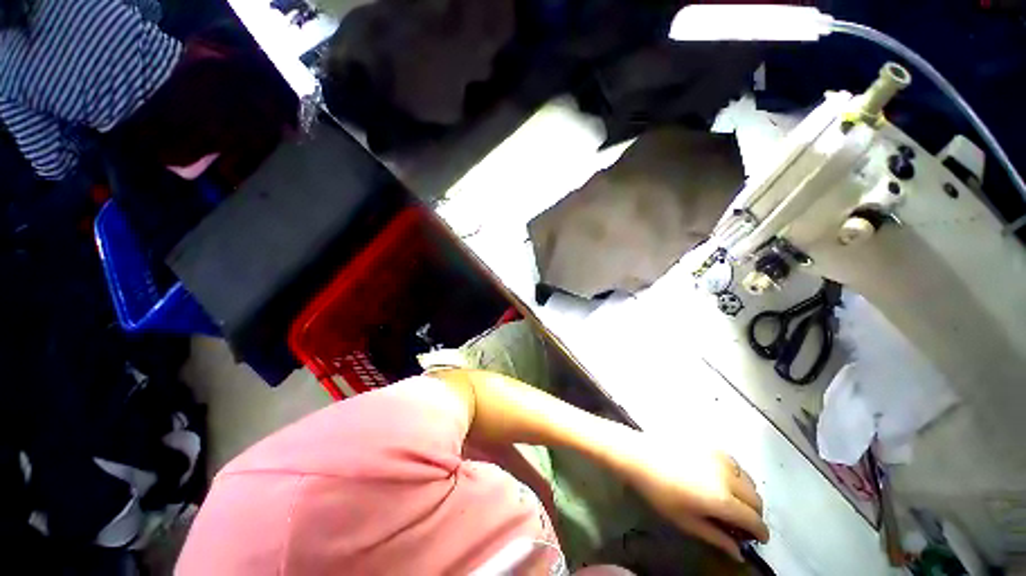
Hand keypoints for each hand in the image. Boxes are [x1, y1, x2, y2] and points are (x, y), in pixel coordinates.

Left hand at [620, 438, 768, 560]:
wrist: (639, 454)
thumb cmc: (659, 492)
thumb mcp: (686, 521)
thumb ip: (717, 537)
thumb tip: (739, 553)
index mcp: (724, 499)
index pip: (755, 520)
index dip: (760, 533)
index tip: (757, 539)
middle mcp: (728, 476)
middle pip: (757, 498)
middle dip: (754, 513)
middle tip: (741, 521)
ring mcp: (719, 456)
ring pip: (748, 478)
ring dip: (746, 493)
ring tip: (730, 499)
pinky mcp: (709, 444)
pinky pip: (734, 462)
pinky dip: (735, 474)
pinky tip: (719, 478)